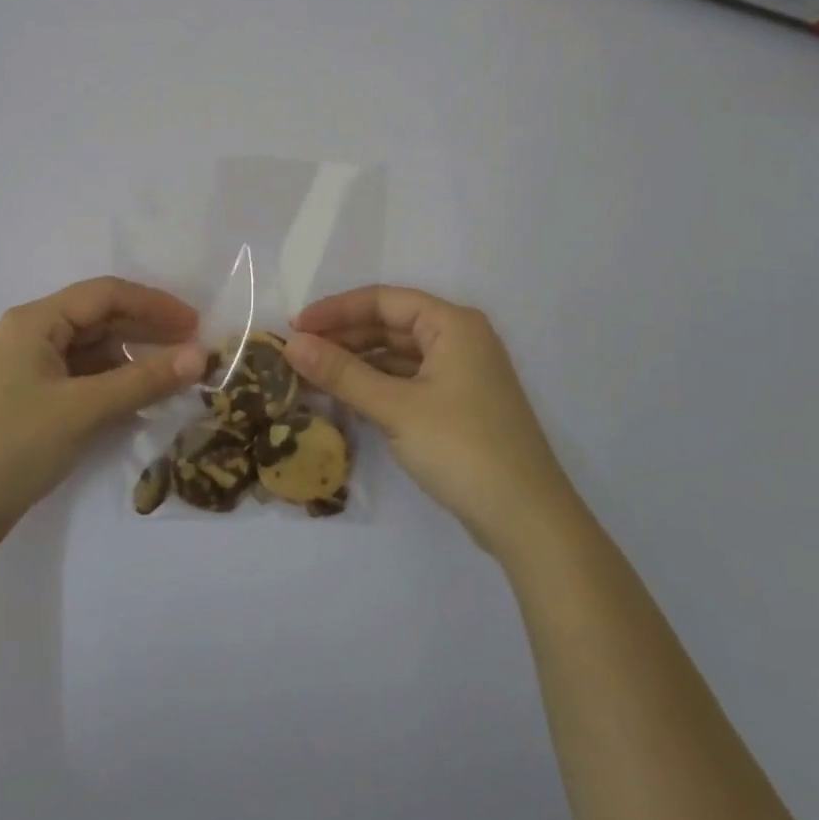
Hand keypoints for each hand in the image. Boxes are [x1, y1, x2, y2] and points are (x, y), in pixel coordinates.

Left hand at [0, 278, 204, 558]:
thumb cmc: (12, 446)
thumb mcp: (83, 410)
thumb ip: (143, 380)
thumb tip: (201, 356)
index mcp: (34, 321)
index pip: (105, 295)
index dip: (154, 305)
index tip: (196, 325)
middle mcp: (29, 336)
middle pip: (98, 320)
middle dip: (146, 331)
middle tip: (191, 350)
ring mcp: (27, 370)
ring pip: (91, 351)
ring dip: (131, 360)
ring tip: (172, 377)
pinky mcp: (30, 401)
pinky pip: (81, 379)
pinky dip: (111, 385)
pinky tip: (138, 400)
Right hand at [286, 286, 562, 552]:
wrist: (526, 519)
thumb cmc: (462, 448)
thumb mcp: (395, 408)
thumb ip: (342, 373)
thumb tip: (291, 344)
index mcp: (453, 325)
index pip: (384, 300)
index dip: (336, 310)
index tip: (295, 327)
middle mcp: (460, 340)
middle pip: (391, 324)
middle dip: (344, 336)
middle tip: (298, 353)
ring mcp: (461, 374)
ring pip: (398, 354)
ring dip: (357, 362)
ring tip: (313, 375)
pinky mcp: (458, 405)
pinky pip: (407, 380)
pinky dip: (376, 384)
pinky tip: (346, 397)